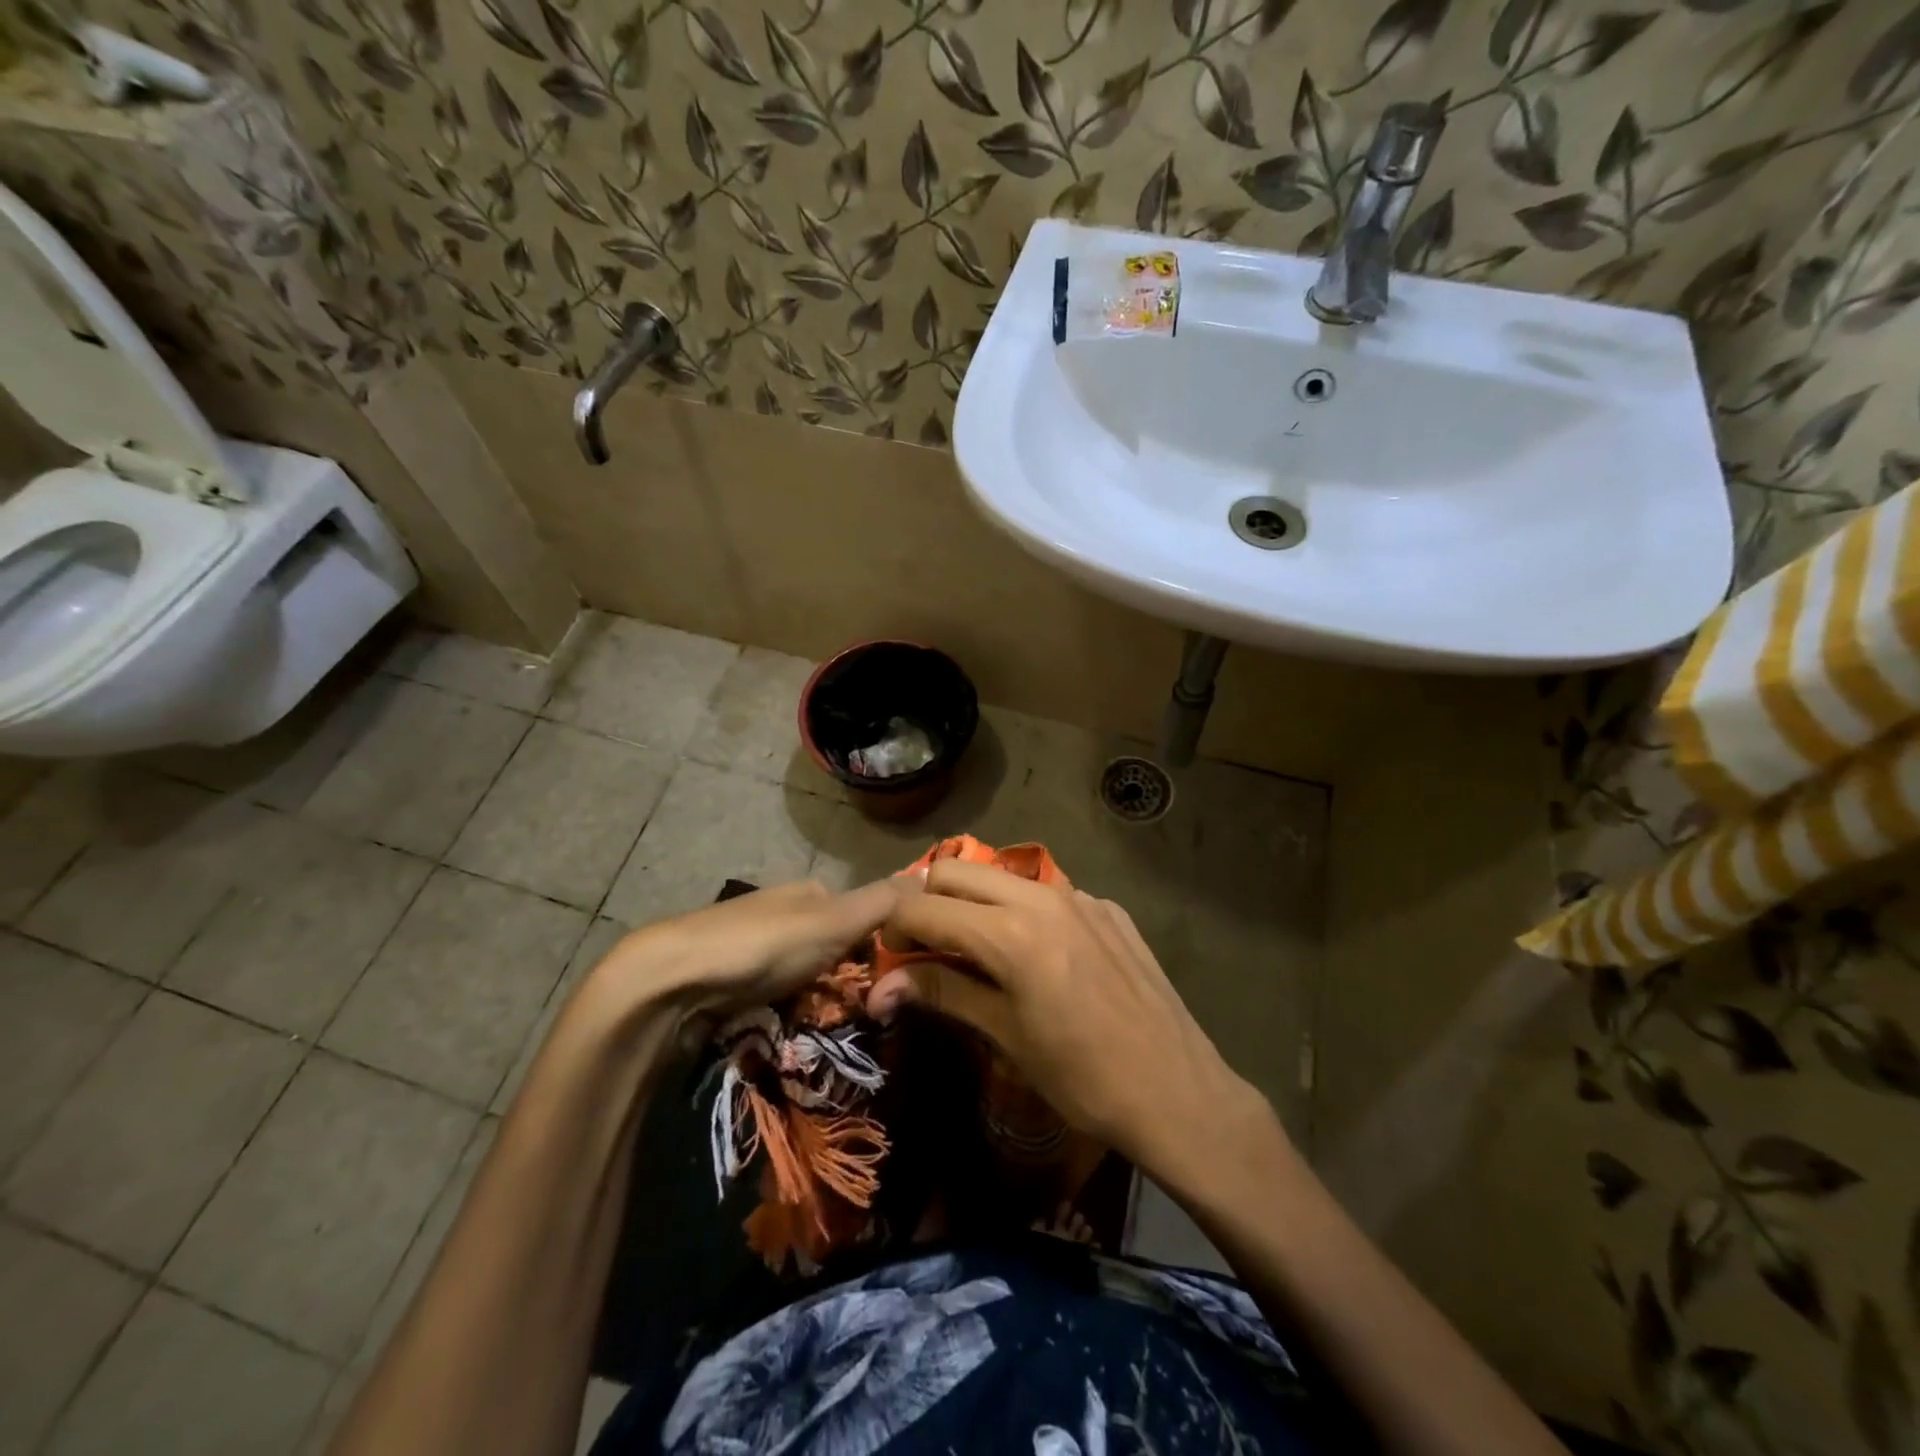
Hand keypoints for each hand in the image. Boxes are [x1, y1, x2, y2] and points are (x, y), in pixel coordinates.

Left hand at [589, 879, 902, 1030]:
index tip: (891, 988)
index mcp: (810, 893)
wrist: (673, 981)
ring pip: (807, 981)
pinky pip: (776, 1002)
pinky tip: (788, 1036)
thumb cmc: (763, 944)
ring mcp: (754, 951)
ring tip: (824, 1035)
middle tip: (860, 1019)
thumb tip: (936, 875)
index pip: (863, 918)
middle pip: (835, 953)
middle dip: (847, 985)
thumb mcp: (834, 920)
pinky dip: (787, 1019)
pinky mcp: (731, 985)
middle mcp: (784, 915)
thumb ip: (884, 902)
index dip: (881, 951)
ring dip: (818, 1006)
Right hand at [871, 860, 1266, 1186]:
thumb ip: (942, 993)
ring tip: (974, 947)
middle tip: (924, 946)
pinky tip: (1038, 956)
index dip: (893, 927)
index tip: (887, 956)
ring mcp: (1080, 897)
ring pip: (1002, 875)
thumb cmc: (1082, 1078)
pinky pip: (1047, 894)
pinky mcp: (1108, 907)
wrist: (1178, 1091)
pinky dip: (1022, 911)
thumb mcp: (1005, 1036)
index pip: (923, 907)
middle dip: (927, 900)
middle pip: (955, 870)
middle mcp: (1041, 897)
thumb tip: (880, 987)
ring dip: (974, 900)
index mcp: (1009, 933)